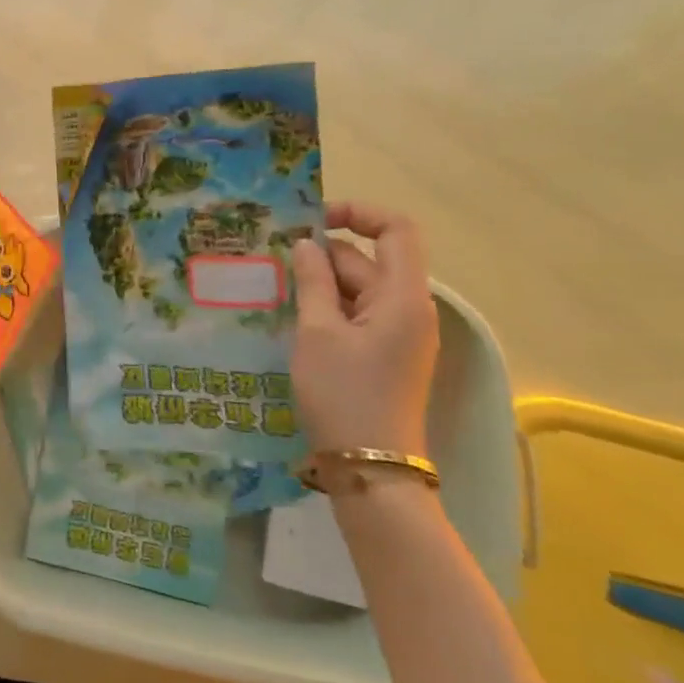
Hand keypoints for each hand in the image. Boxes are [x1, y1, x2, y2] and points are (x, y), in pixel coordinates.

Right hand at [289, 203, 438, 456]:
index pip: (397, 230)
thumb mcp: (318, 332)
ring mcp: (399, 334)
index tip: (314, 220)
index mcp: (404, 297)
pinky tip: (292, 318)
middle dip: (323, 256)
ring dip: (320, 284)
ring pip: (359, 289)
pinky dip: (328, 309)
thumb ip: (312, 280)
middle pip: (369, 261)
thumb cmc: (344, 394)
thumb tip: (307, 243)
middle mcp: (410, 309)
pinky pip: (357, 315)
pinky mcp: (385, 355)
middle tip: (273, 262)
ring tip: (275, 290)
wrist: (370, 469)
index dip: (359, 213)